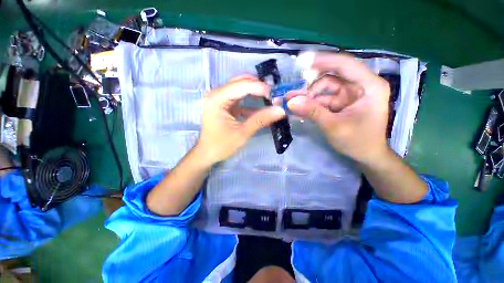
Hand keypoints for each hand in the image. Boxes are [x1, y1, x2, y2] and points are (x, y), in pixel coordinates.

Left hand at [195, 75, 285, 164]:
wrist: (207, 154)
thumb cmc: (221, 145)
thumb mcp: (242, 133)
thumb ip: (261, 119)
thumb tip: (281, 110)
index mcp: (217, 99)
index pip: (242, 85)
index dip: (260, 88)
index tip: (276, 95)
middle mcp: (217, 93)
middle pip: (241, 81)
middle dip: (258, 86)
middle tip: (274, 95)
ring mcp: (220, 98)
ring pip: (241, 87)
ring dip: (256, 92)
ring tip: (270, 99)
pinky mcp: (224, 104)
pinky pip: (239, 97)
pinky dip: (251, 101)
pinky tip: (261, 108)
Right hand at [287, 53, 389, 164]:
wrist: (366, 155)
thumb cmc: (358, 142)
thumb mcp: (333, 126)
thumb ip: (312, 112)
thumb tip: (291, 101)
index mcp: (369, 86)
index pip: (345, 64)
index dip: (323, 61)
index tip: (301, 63)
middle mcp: (360, 85)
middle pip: (332, 76)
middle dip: (311, 84)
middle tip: (293, 92)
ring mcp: (349, 94)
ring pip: (324, 88)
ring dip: (308, 96)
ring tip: (292, 103)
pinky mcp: (341, 102)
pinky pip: (323, 98)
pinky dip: (311, 103)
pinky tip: (299, 108)